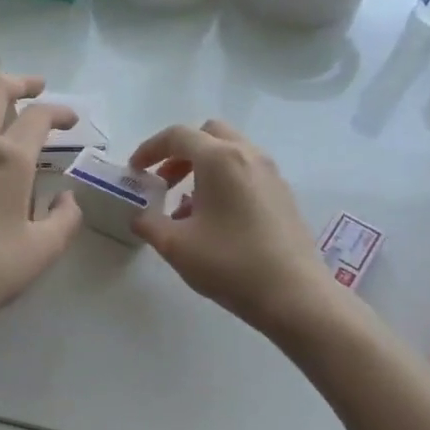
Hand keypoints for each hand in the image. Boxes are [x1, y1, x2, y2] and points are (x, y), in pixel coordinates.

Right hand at [129, 119, 333, 336]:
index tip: (135, 170)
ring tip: (186, 207)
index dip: (149, 148)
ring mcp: (271, 174)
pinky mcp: (283, 195)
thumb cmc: (230, 264)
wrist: (294, 295)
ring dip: (202, 168)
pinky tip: (215, 220)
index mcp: (219, 159)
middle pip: (209, 135)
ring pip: (230, 153)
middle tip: (164, 182)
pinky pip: (246, 172)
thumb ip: (149, 224)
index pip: (178, 136)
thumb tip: (140, 216)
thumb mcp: (175, 246)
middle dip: (180, 152)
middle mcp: (248, 156)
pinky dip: (224, 181)